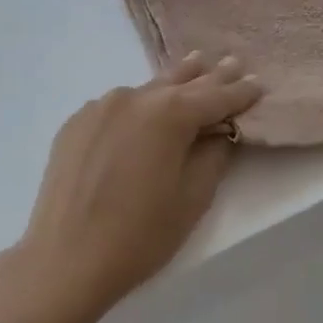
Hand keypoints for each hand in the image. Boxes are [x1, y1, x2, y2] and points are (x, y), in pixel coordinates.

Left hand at [16, 53, 261, 318]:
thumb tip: (217, 132)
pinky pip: (117, 106)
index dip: (239, 92)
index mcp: (169, 114)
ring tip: (194, 65)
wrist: (65, 260)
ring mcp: (100, 107)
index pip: (215, 97)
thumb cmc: (140, 234)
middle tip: (232, 62)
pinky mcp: (76, 123)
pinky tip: (144, 109)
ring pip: (147, 90)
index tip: (258, 82)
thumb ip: (213, 155)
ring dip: (173, 83)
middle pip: (181, 83)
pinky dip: (138, 105)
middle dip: (209, 76)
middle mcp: (134, 98)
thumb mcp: (193, 198)